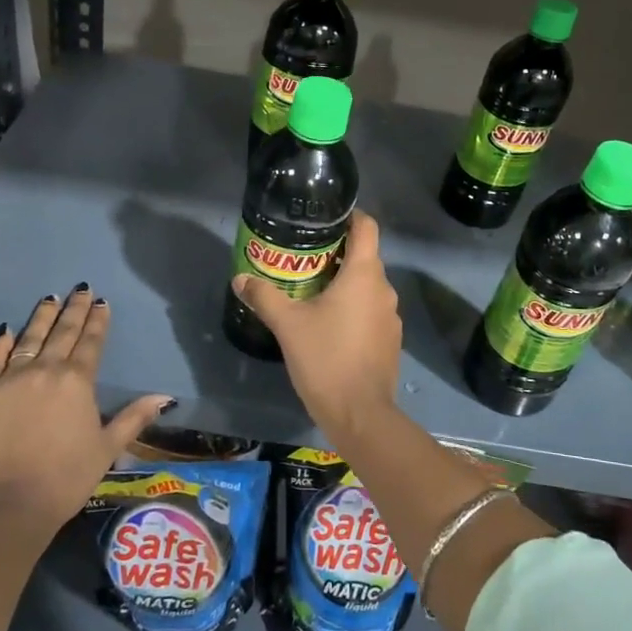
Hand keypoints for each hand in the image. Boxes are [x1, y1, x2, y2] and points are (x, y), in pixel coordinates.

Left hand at [0, 286, 173, 531]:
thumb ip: (134, 418)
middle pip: (62, 332)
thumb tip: (165, 397)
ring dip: (42, 317)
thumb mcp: (107, 448)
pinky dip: (1, 342)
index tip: (101, 302)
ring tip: (50, 298)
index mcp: (77, 381)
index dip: (97, 321)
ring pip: (29, 338)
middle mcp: (45, 370)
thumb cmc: (65, 478)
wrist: (6, 504)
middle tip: (81, 289)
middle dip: (74, 309)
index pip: (91, 342)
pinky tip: (7, 329)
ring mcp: (11, 379)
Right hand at [230, 211, 400, 436]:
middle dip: (337, 253)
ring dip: (345, 283)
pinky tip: (329, 323)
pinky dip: (353, 307)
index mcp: (364, 275)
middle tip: (304, 257)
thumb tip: (240, 279)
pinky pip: (371, 310)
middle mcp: (384, 289)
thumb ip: (264, 297)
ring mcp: (391, 316)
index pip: (367, 227)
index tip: (326, 218)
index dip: (349, 216)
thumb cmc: (325, 359)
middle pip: (365, 257)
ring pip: (368, 286)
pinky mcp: (390, 340)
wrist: (360, 414)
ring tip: (313, 289)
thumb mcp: (288, 325)